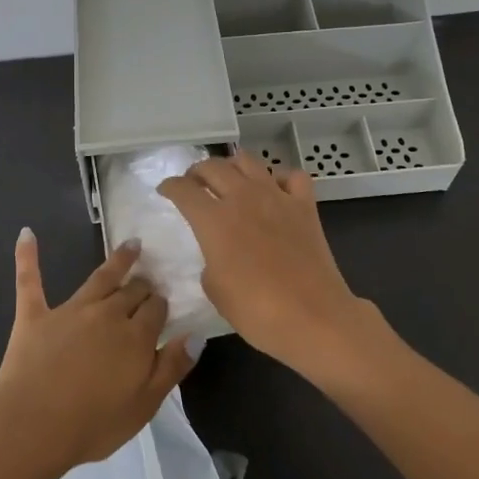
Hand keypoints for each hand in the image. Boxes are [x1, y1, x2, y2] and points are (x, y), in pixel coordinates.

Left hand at [0, 229, 195, 476]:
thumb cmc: (94, 423)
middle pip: (132, 291)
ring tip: (131, 245)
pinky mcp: (35, 315)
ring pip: (99, 278)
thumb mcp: (145, 405)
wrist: (34, 426)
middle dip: (143, 284)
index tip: (163, 304)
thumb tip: (196, 335)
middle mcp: (107, 314)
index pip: (156, 309)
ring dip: (117, 260)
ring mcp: (70, 310)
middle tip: (148, 280)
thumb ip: (172, 367)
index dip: (161, 305)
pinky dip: (27, 256)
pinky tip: (26, 234)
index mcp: (136, 336)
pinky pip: (30, 280)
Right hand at [160, 152, 376, 375]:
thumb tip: (218, 252)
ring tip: (229, 179)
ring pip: (248, 161)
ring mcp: (277, 197)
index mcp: (214, 220)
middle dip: (197, 172)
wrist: (314, 318)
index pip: (183, 190)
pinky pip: (291, 176)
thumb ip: (210, 261)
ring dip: (232, 166)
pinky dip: (278, 177)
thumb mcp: (215, 290)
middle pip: (213, 167)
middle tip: (193, 183)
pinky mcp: (305, 205)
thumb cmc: (257, 311)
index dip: (170, 187)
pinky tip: (274, 190)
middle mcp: (243, 197)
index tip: (165, 190)